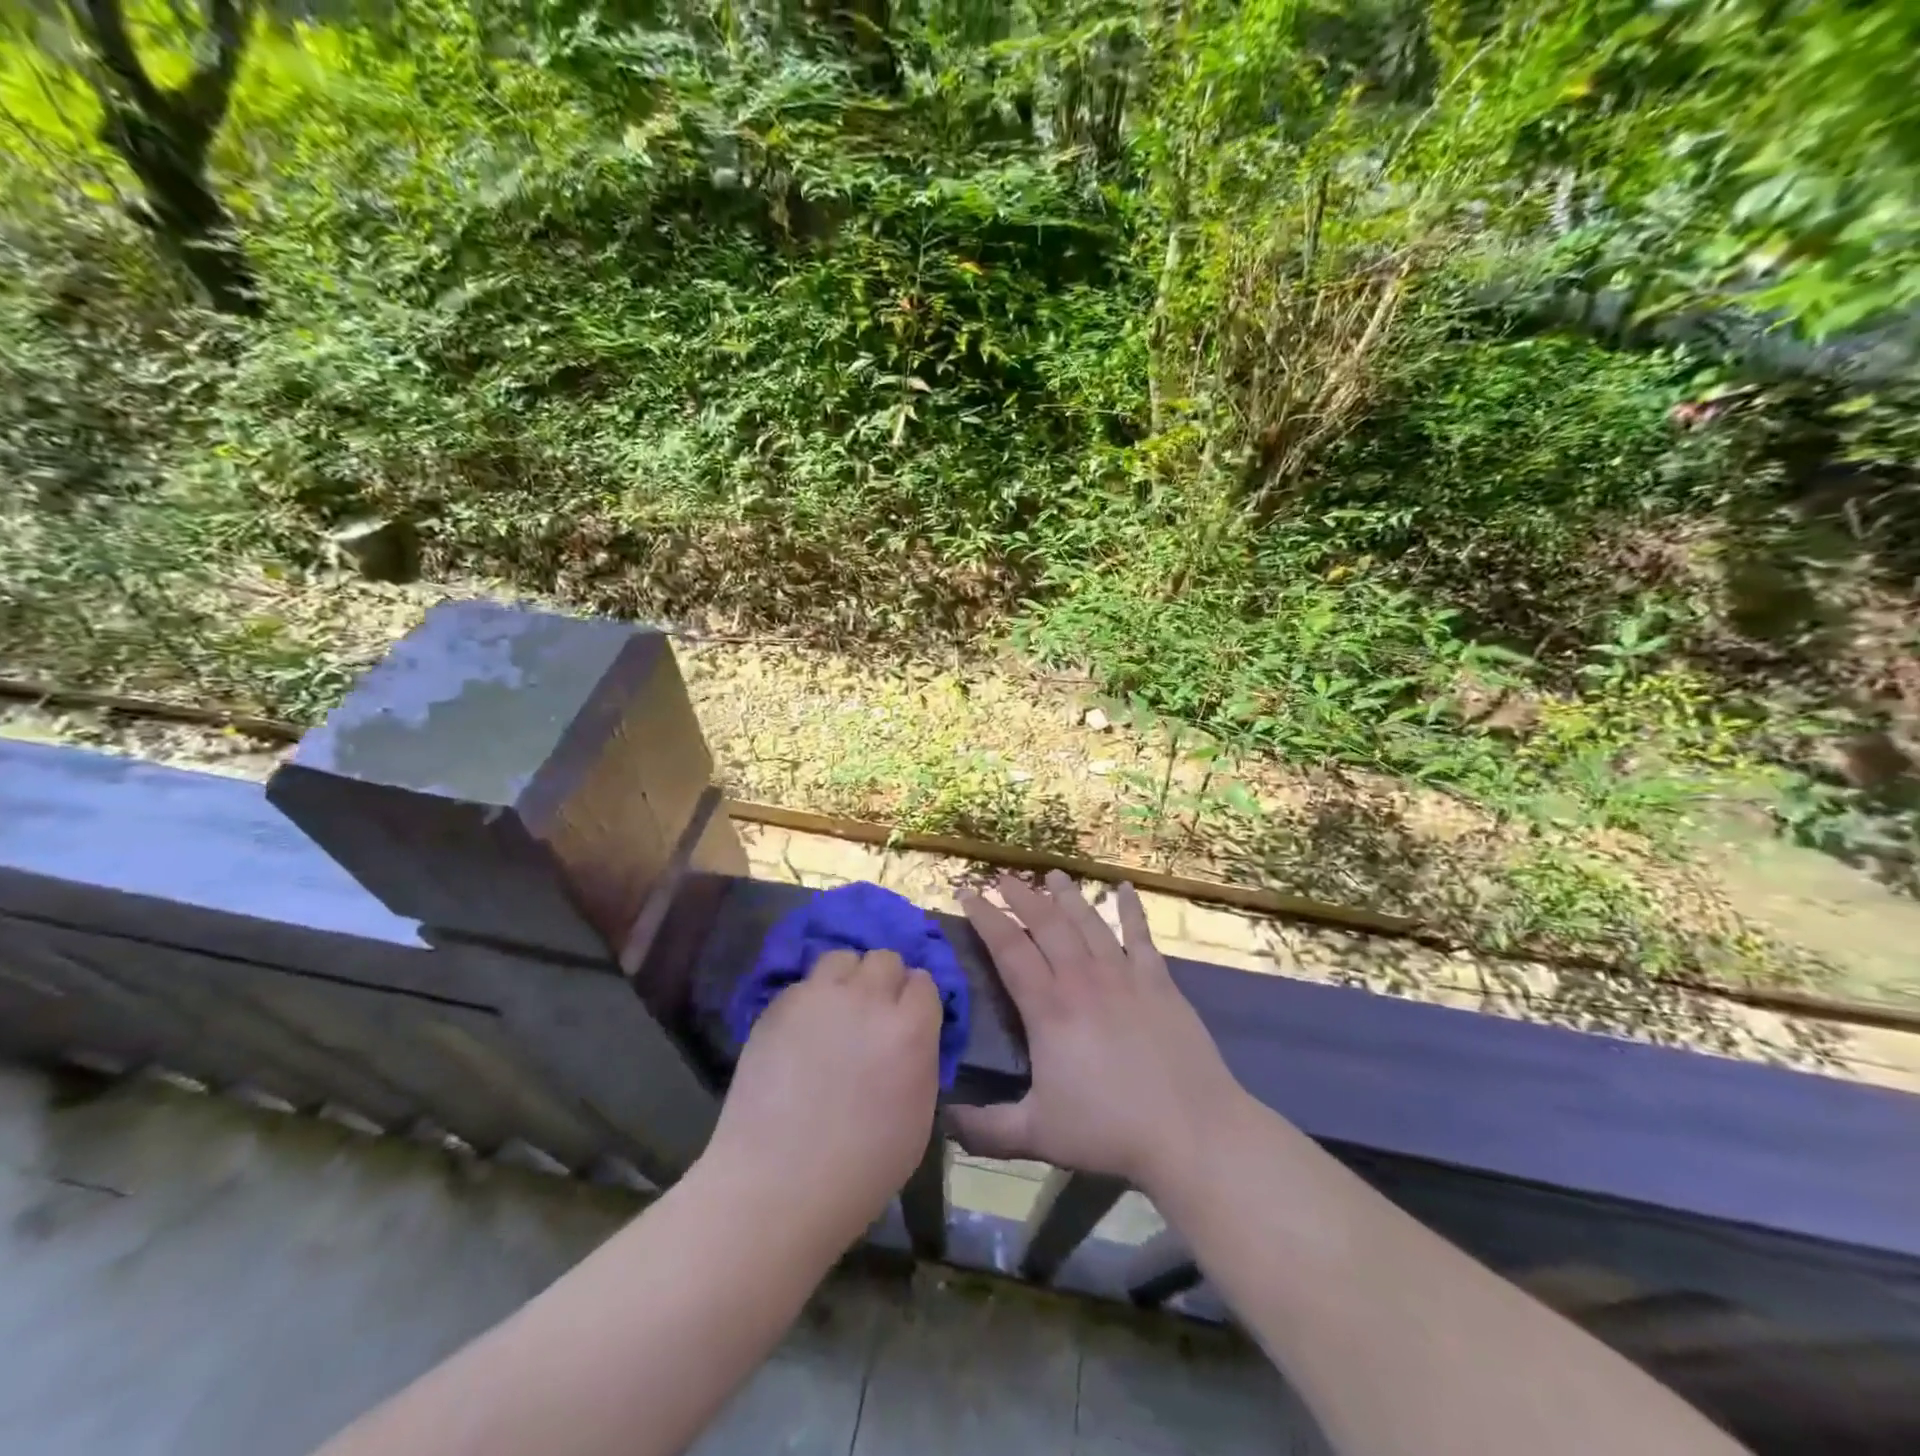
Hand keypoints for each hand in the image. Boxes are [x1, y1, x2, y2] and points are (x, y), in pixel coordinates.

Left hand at [703, 949, 942, 1246]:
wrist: (776, 1188)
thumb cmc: (860, 1170)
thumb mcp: (919, 1116)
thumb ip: (920, 1058)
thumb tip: (911, 1034)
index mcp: (910, 1029)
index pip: (924, 982)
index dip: (916, 1003)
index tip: (907, 1023)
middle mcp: (868, 999)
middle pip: (885, 959)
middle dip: (884, 983)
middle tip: (872, 1017)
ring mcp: (819, 997)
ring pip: (842, 957)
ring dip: (847, 979)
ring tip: (837, 1012)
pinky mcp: (779, 1005)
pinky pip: (805, 984)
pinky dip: (810, 1000)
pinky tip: (802, 1033)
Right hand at [950, 872, 1248, 1195]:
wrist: (1191, 1130)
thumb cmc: (1110, 1130)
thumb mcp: (1037, 1135)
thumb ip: (985, 1129)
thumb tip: (942, 1118)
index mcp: (1049, 1008)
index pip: (1008, 949)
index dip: (985, 917)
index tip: (967, 892)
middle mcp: (1083, 979)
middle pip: (1047, 923)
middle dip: (1021, 896)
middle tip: (1004, 877)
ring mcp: (1124, 975)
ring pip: (1089, 921)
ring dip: (1067, 895)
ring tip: (1052, 874)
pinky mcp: (1159, 982)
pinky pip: (1141, 935)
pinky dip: (1131, 910)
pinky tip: (1125, 888)